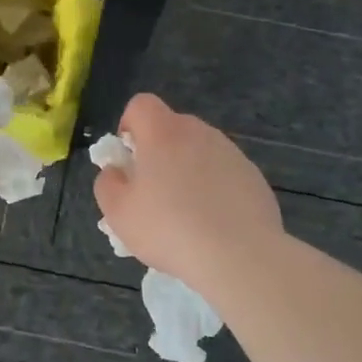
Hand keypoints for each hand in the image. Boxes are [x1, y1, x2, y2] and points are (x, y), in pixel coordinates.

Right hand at [92, 93, 283, 289]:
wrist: (238, 256)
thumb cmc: (168, 229)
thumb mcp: (118, 212)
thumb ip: (108, 183)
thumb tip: (116, 171)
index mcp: (163, 133)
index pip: (141, 104)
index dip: (129, 125)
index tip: (129, 159)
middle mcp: (199, 132)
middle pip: (171, 128)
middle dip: (158, 151)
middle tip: (153, 191)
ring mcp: (231, 152)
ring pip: (199, 151)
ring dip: (188, 170)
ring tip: (185, 214)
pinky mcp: (253, 176)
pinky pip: (223, 172)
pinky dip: (214, 188)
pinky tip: (213, 223)